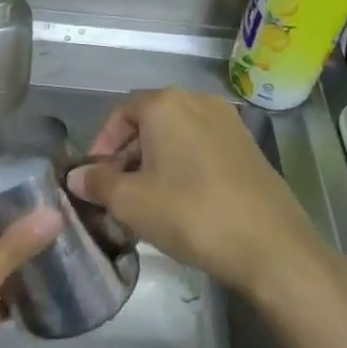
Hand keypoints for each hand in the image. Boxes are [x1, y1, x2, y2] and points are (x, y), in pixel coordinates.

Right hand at [67, 89, 324, 296]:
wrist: (270, 245)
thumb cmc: (190, 213)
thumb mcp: (131, 202)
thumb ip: (98, 183)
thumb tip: (76, 176)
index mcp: (166, 104)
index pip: (121, 112)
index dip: (102, 144)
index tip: (95, 177)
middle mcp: (198, 102)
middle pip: (150, 121)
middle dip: (128, 154)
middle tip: (117, 191)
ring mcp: (229, 123)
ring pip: (177, 135)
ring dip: (155, 161)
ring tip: (146, 200)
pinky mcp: (249, 148)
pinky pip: (202, 147)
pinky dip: (184, 166)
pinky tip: (181, 201)